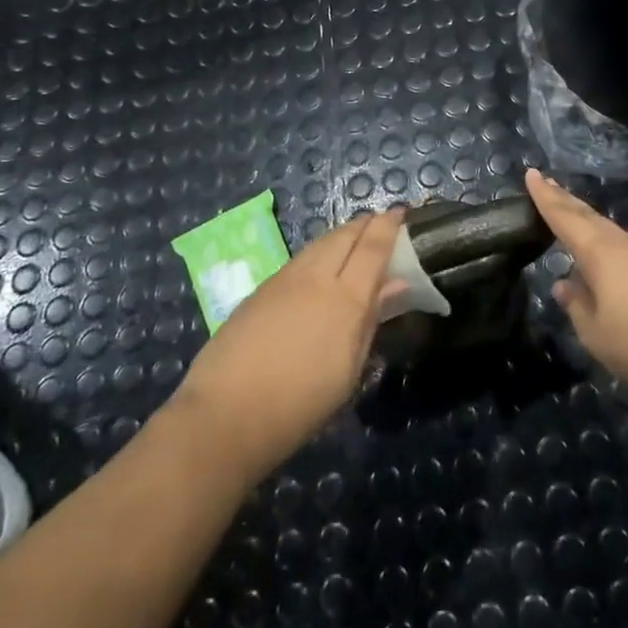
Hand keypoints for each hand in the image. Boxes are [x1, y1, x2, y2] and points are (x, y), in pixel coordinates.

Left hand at [175, 209, 403, 476]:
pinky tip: (321, 262)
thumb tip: (394, 285)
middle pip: (345, 236)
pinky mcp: (261, 289)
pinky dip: (319, 250)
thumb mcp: (349, 371)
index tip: (401, 212)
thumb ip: (371, 321)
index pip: (372, 248)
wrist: (226, 414)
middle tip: (381, 222)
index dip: (388, 227)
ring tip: (354, 237)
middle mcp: (316, 278)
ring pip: (320, 243)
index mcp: (346, 299)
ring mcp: (285, 280)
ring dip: (341, 234)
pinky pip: (300, 258)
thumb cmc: (300, 405)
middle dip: (365, 224)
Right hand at [527, 168, 627, 407]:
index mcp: (599, 254)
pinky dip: (605, 241)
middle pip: (588, 216)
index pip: (564, 217)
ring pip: (608, 230)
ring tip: (569, 214)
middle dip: (564, 199)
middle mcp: (623, 245)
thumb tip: (564, 284)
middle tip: (545, 182)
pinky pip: (624, 247)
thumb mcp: (597, 334)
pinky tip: (604, 257)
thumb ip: (577, 306)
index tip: (531, 173)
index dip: (545, 196)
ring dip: (585, 219)